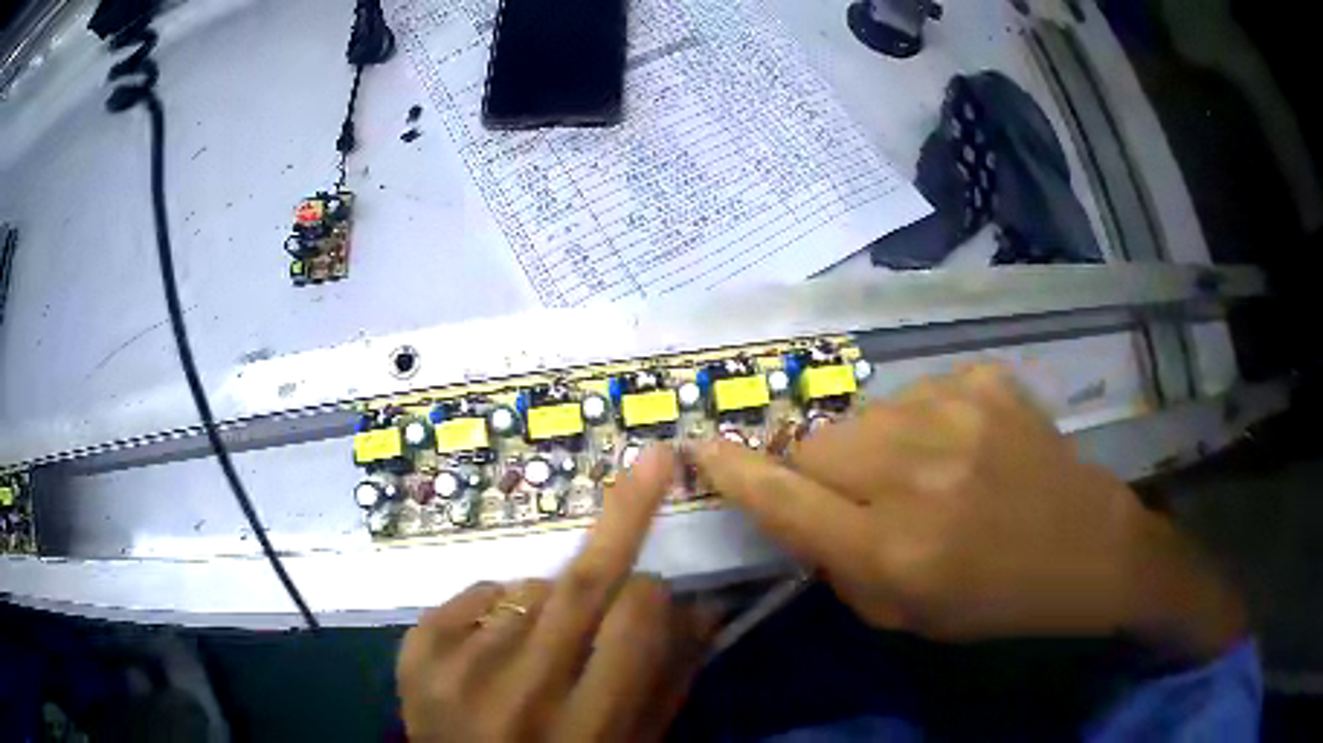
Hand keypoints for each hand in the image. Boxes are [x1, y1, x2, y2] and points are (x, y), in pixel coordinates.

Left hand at [397, 446, 711, 741]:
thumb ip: (666, 682)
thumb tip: (702, 605)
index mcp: (586, 731)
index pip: (636, 622)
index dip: (653, 595)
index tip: (654, 589)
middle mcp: (518, 696)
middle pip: (579, 583)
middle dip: (625, 514)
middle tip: (655, 460)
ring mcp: (456, 671)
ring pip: (530, 588)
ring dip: (552, 602)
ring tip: (541, 648)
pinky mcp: (415, 653)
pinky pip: (479, 592)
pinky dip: (501, 605)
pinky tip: (497, 645)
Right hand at [695, 365, 1244, 658]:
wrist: (1087, 548)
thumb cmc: (993, 600)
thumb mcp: (902, 614)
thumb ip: (836, 564)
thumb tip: (794, 509)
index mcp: (893, 548)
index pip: (785, 499)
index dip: (735, 472)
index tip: (700, 446)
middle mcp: (917, 473)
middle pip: (817, 444)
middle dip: (820, 470)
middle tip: (860, 493)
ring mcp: (956, 413)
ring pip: (866, 415)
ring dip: (876, 447)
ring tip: (924, 473)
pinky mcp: (984, 380)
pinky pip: (919, 394)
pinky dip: (925, 423)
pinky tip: (964, 449)